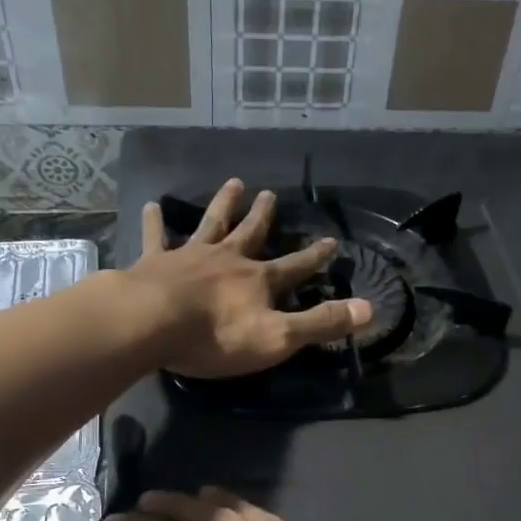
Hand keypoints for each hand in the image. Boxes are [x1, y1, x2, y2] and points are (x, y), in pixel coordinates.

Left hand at [126, 178, 372, 378]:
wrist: (152, 323)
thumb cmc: (217, 336)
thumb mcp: (278, 337)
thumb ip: (321, 323)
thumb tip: (369, 308)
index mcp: (258, 280)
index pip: (295, 266)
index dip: (315, 256)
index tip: (332, 241)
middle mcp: (228, 259)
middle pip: (251, 233)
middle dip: (263, 216)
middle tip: (270, 193)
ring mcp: (190, 256)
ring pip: (211, 224)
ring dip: (223, 204)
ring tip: (233, 183)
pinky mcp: (155, 261)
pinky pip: (156, 237)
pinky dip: (155, 221)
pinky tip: (151, 205)